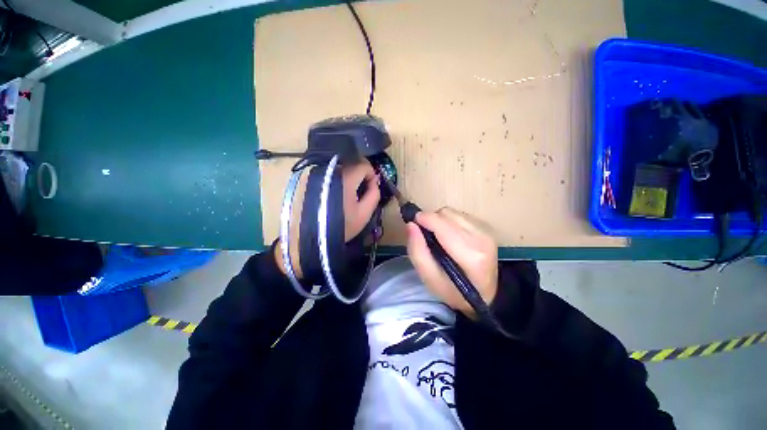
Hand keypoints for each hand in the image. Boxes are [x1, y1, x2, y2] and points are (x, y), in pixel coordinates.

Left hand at [276, 159, 380, 277]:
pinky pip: (332, 174)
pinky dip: (340, 180)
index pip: (363, 164)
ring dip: (351, 177)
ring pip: (342, 169)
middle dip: (361, 175)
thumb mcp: (365, 213)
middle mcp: (333, 172)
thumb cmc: (343, 225)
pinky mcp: (314, 181)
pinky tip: (340, 194)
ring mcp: (322, 175)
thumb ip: (374, 194)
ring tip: (352, 194)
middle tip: (364, 190)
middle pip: (352, 164)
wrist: (314, 236)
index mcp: (346, 178)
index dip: (372, 174)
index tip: (372, 186)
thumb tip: (375, 181)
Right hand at [406, 207, 498, 316]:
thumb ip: (417, 252)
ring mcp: (486, 231)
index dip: (424, 219)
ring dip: (440, 221)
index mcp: (470, 255)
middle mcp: (481, 238)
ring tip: (439, 238)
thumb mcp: (429, 279)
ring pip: (452, 212)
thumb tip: (411, 225)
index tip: (413, 225)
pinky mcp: (486, 227)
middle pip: (446, 214)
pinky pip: (459, 214)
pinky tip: (450, 236)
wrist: (484, 294)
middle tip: (426, 237)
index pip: (442, 224)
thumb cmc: (454, 290)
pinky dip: (449, 222)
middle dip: (431, 221)